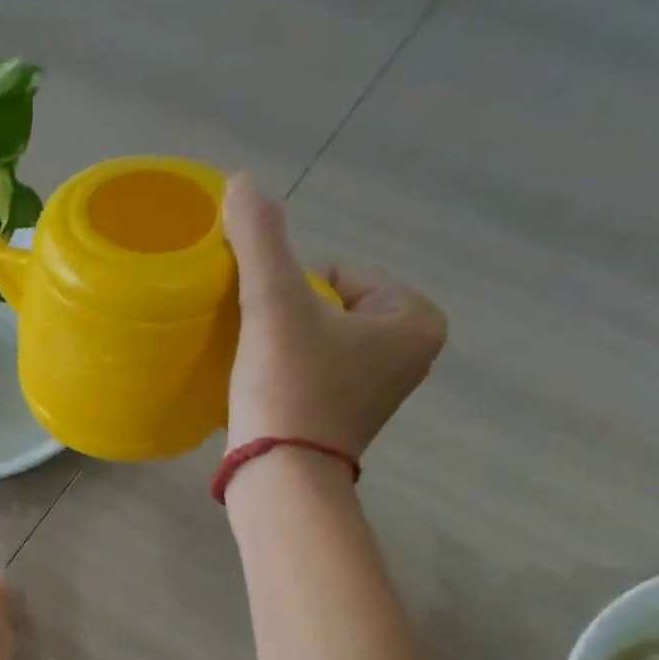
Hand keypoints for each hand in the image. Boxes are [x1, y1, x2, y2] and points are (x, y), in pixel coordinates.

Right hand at [223, 173, 445, 456]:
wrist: (279, 479)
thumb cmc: (290, 387)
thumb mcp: (274, 303)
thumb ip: (260, 239)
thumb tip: (242, 179)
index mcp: (416, 320)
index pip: (339, 274)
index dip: (293, 291)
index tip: (273, 327)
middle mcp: (412, 355)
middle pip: (329, 305)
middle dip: (290, 316)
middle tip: (263, 348)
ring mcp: (381, 392)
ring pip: (320, 338)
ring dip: (284, 343)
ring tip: (260, 368)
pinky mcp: (348, 419)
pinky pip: (316, 371)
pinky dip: (289, 372)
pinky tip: (266, 389)